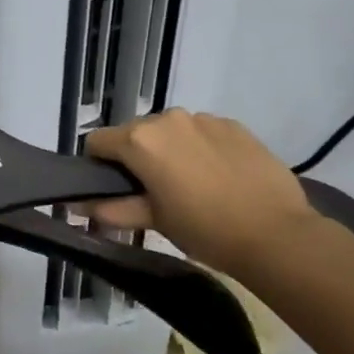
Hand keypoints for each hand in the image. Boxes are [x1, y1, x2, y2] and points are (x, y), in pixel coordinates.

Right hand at [84, 110, 318, 278]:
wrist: (277, 235)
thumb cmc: (205, 230)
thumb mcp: (153, 221)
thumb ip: (111, 209)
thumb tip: (76, 206)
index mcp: (140, 140)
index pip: (97, 142)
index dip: (98, 166)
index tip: (115, 190)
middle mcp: (167, 119)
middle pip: (135, 133)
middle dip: (137, 158)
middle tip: (155, 192)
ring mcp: (203, 118)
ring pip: (170, 131)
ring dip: (170, 151)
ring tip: (192, 185)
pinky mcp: (233, 124)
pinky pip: (202, 132)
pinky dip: (201, 148)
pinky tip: (219, 177)